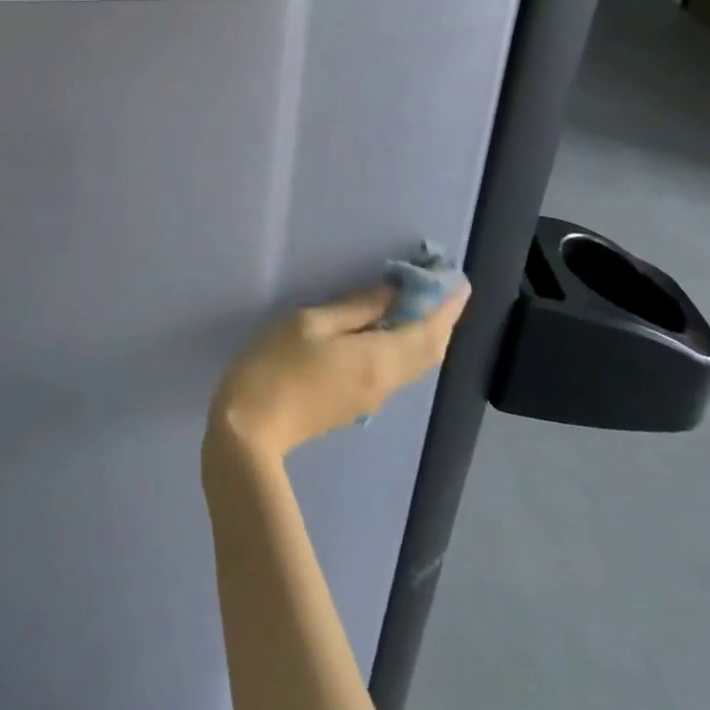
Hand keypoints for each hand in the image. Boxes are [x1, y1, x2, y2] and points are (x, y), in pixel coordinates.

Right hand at [208, 281, 468, 458]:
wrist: (250, 428)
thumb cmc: (275, 364)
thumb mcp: (310, 323)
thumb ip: (354, 308)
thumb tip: (393, 294)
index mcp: (378, 359)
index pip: (428, 331)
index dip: (447, 307)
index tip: (459, 281)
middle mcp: (386, 382)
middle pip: (429, 351)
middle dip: (442, 320)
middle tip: (441, 288)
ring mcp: (372, 398)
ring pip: (415, 363)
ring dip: (426, 333)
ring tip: (420, 302)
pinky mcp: (356, 403)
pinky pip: (397, 370)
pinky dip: (406, 345)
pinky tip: (389, 329)